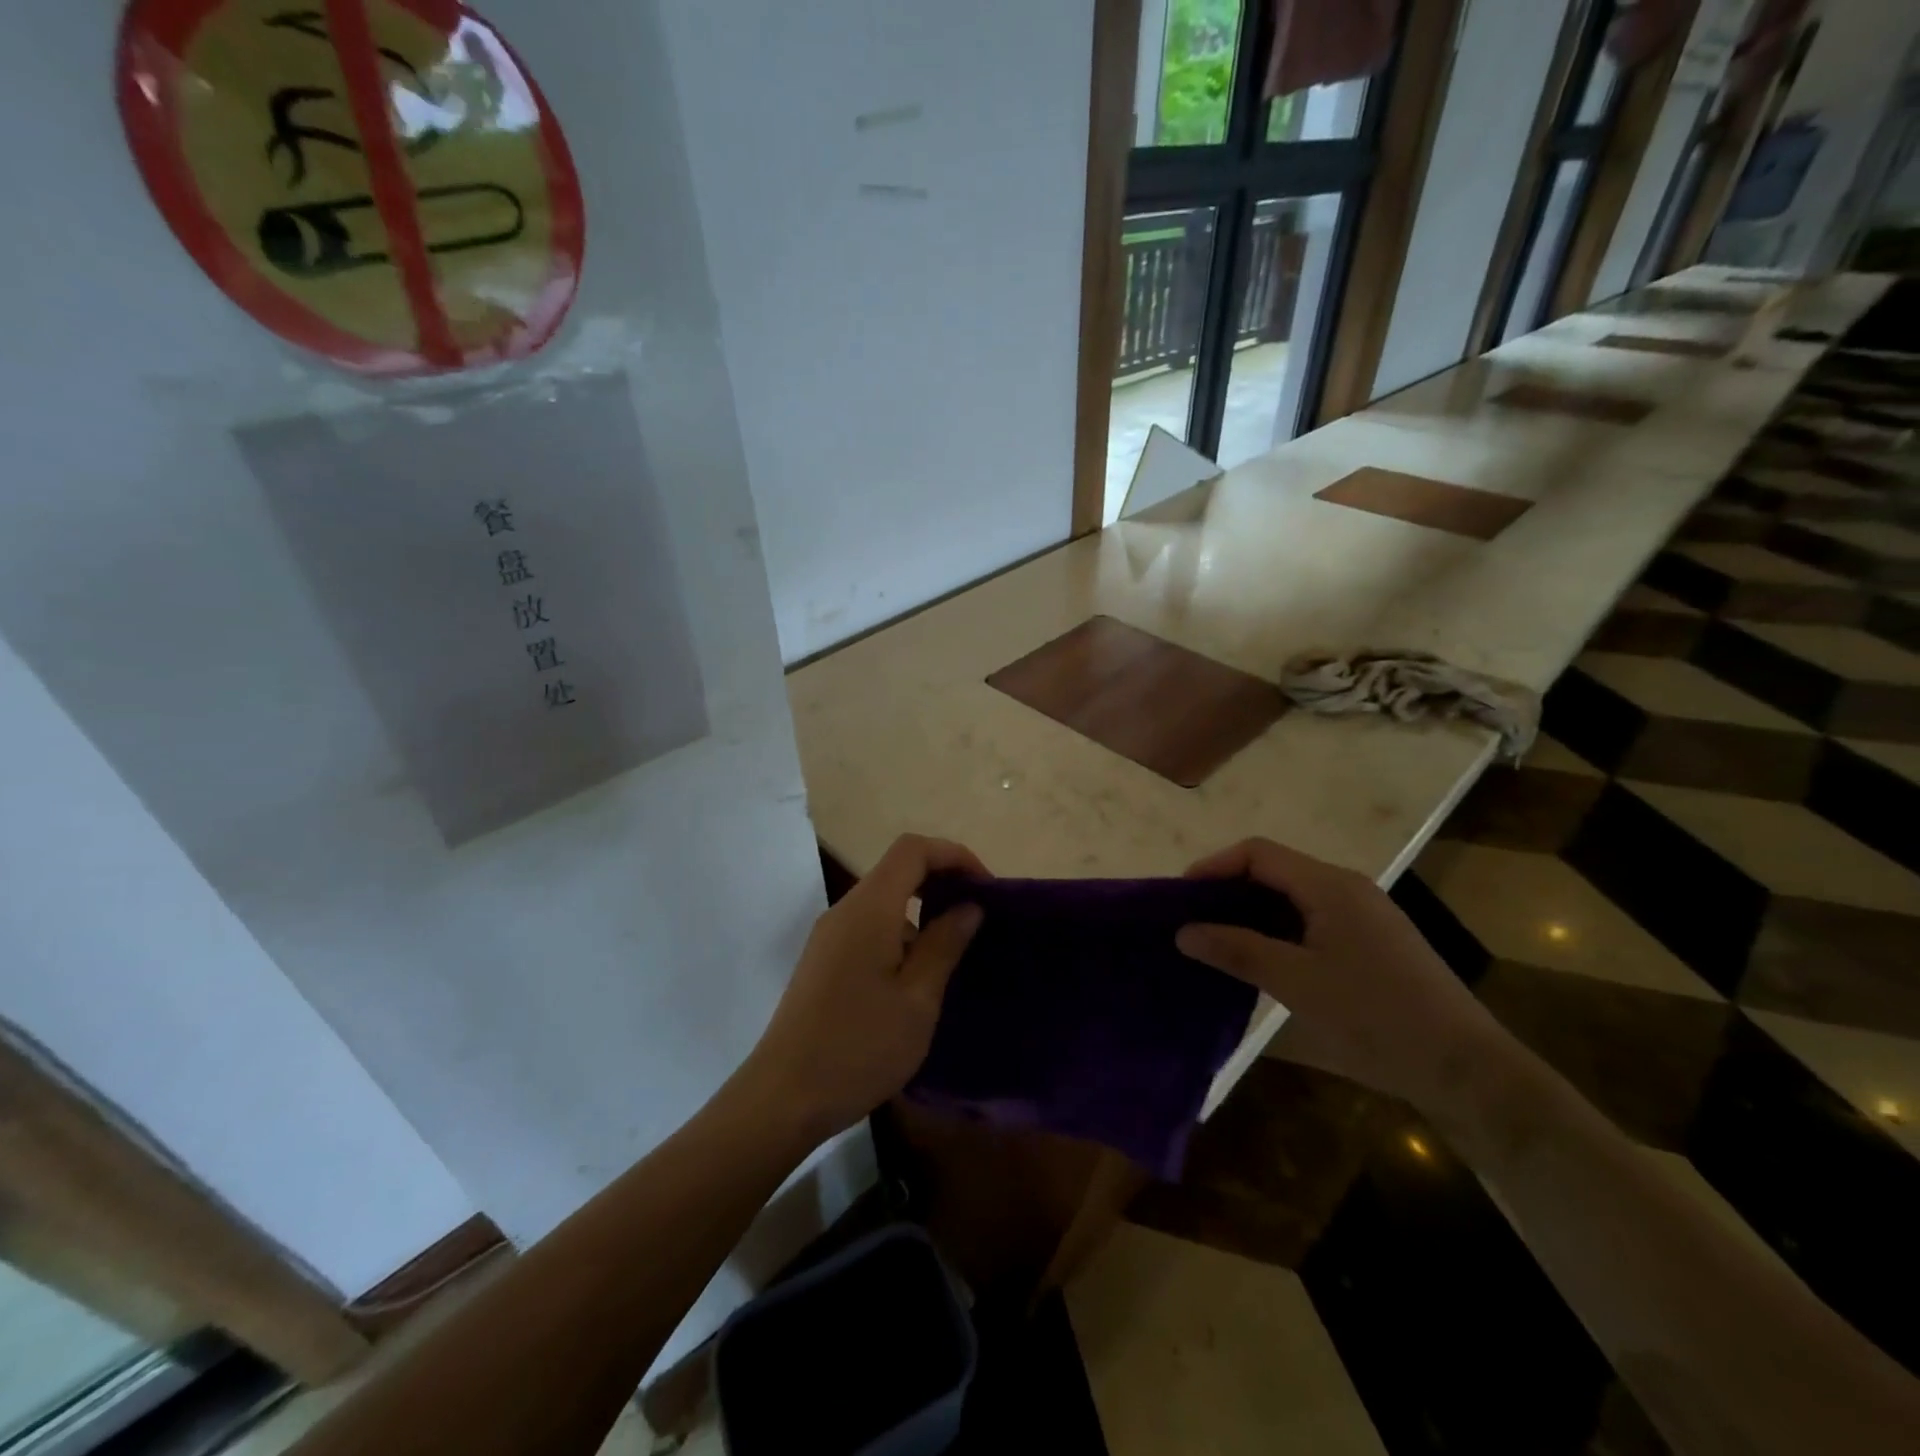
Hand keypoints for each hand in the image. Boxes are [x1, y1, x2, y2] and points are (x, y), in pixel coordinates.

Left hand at [745, 834, 987, 1141]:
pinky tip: (919, 975)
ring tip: (955, 949)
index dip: (954, 855)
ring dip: (923, 910)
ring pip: (884, 900)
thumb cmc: (858, 1047)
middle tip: (978, 916)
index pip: (913, 849)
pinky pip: (870, 925)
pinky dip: (902, 931)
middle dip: (943, 880)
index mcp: (869, 908)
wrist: (783, 1098)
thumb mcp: (917, 1000)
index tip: (986, 888)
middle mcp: (846, 910)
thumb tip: (969, 907)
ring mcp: (830, 935)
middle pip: (898, 869)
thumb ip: (945, 945)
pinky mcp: (824, 960)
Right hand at [1175, 838, 1503, 1118]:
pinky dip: (1278, 930)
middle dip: (1228, 890)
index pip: (1258, 853)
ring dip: (1252, 912)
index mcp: (1329, 886)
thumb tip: (1183, 931)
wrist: (1466, 1068)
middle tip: (1193, 923)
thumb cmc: (1375, 1017)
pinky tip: (1265, 961)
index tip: (1180, 899)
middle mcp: (1348, 888)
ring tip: (1219, 942)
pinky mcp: (1374, 942)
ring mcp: (1365, 915)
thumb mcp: (1295, 983)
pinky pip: (1312, 919)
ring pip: (1293, 896)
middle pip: (1275, 870)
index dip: (1214, 867)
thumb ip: (1237, 950)